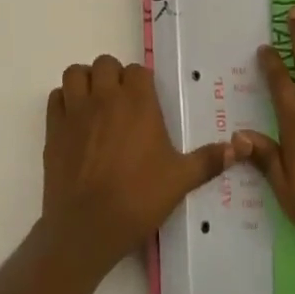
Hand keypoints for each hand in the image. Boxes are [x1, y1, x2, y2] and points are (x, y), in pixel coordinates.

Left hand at [42, 54, 234, 273]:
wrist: (86, 229)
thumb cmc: (137, 199)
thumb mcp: (180, 180)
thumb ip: (208, 160)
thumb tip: (240, 148)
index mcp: (137, 102)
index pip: (137, 70)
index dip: (141, 82)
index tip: (146, 102)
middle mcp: (106, 96)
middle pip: (105, 64)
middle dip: (113, 77)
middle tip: (121, 103)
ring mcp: (76, 110)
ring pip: (76, 73)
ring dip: (85, 82)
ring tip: (95, 104)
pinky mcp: (54, 128)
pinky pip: (55, 97)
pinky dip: (64, 101)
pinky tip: (74, 120)